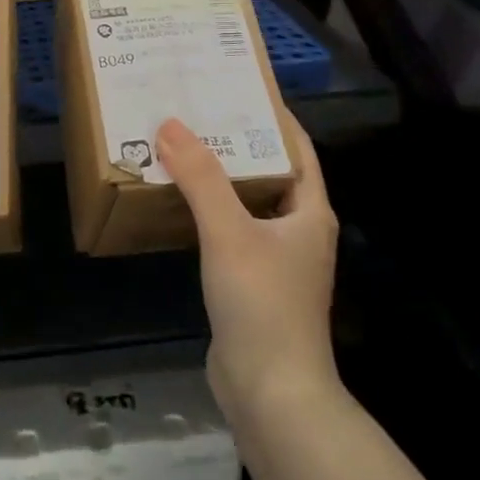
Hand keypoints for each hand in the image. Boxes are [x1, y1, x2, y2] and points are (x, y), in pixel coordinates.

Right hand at [156, 116, 340, 418]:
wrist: (270, 392)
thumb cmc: (262, 304)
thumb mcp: (229, 232)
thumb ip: (201, 178)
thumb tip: (170, 124)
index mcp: (309, 212)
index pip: (298, 148)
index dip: (273, 116)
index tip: (239, 88)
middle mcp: (298, 231)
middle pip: (270, 172)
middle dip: (237, 143)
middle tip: (197, 113)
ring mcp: (276, 260)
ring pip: (247, 203)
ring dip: (219, 178)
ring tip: (181, 149)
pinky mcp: (252, 283)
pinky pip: (230, 231)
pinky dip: (208, 212)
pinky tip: (178, 204)